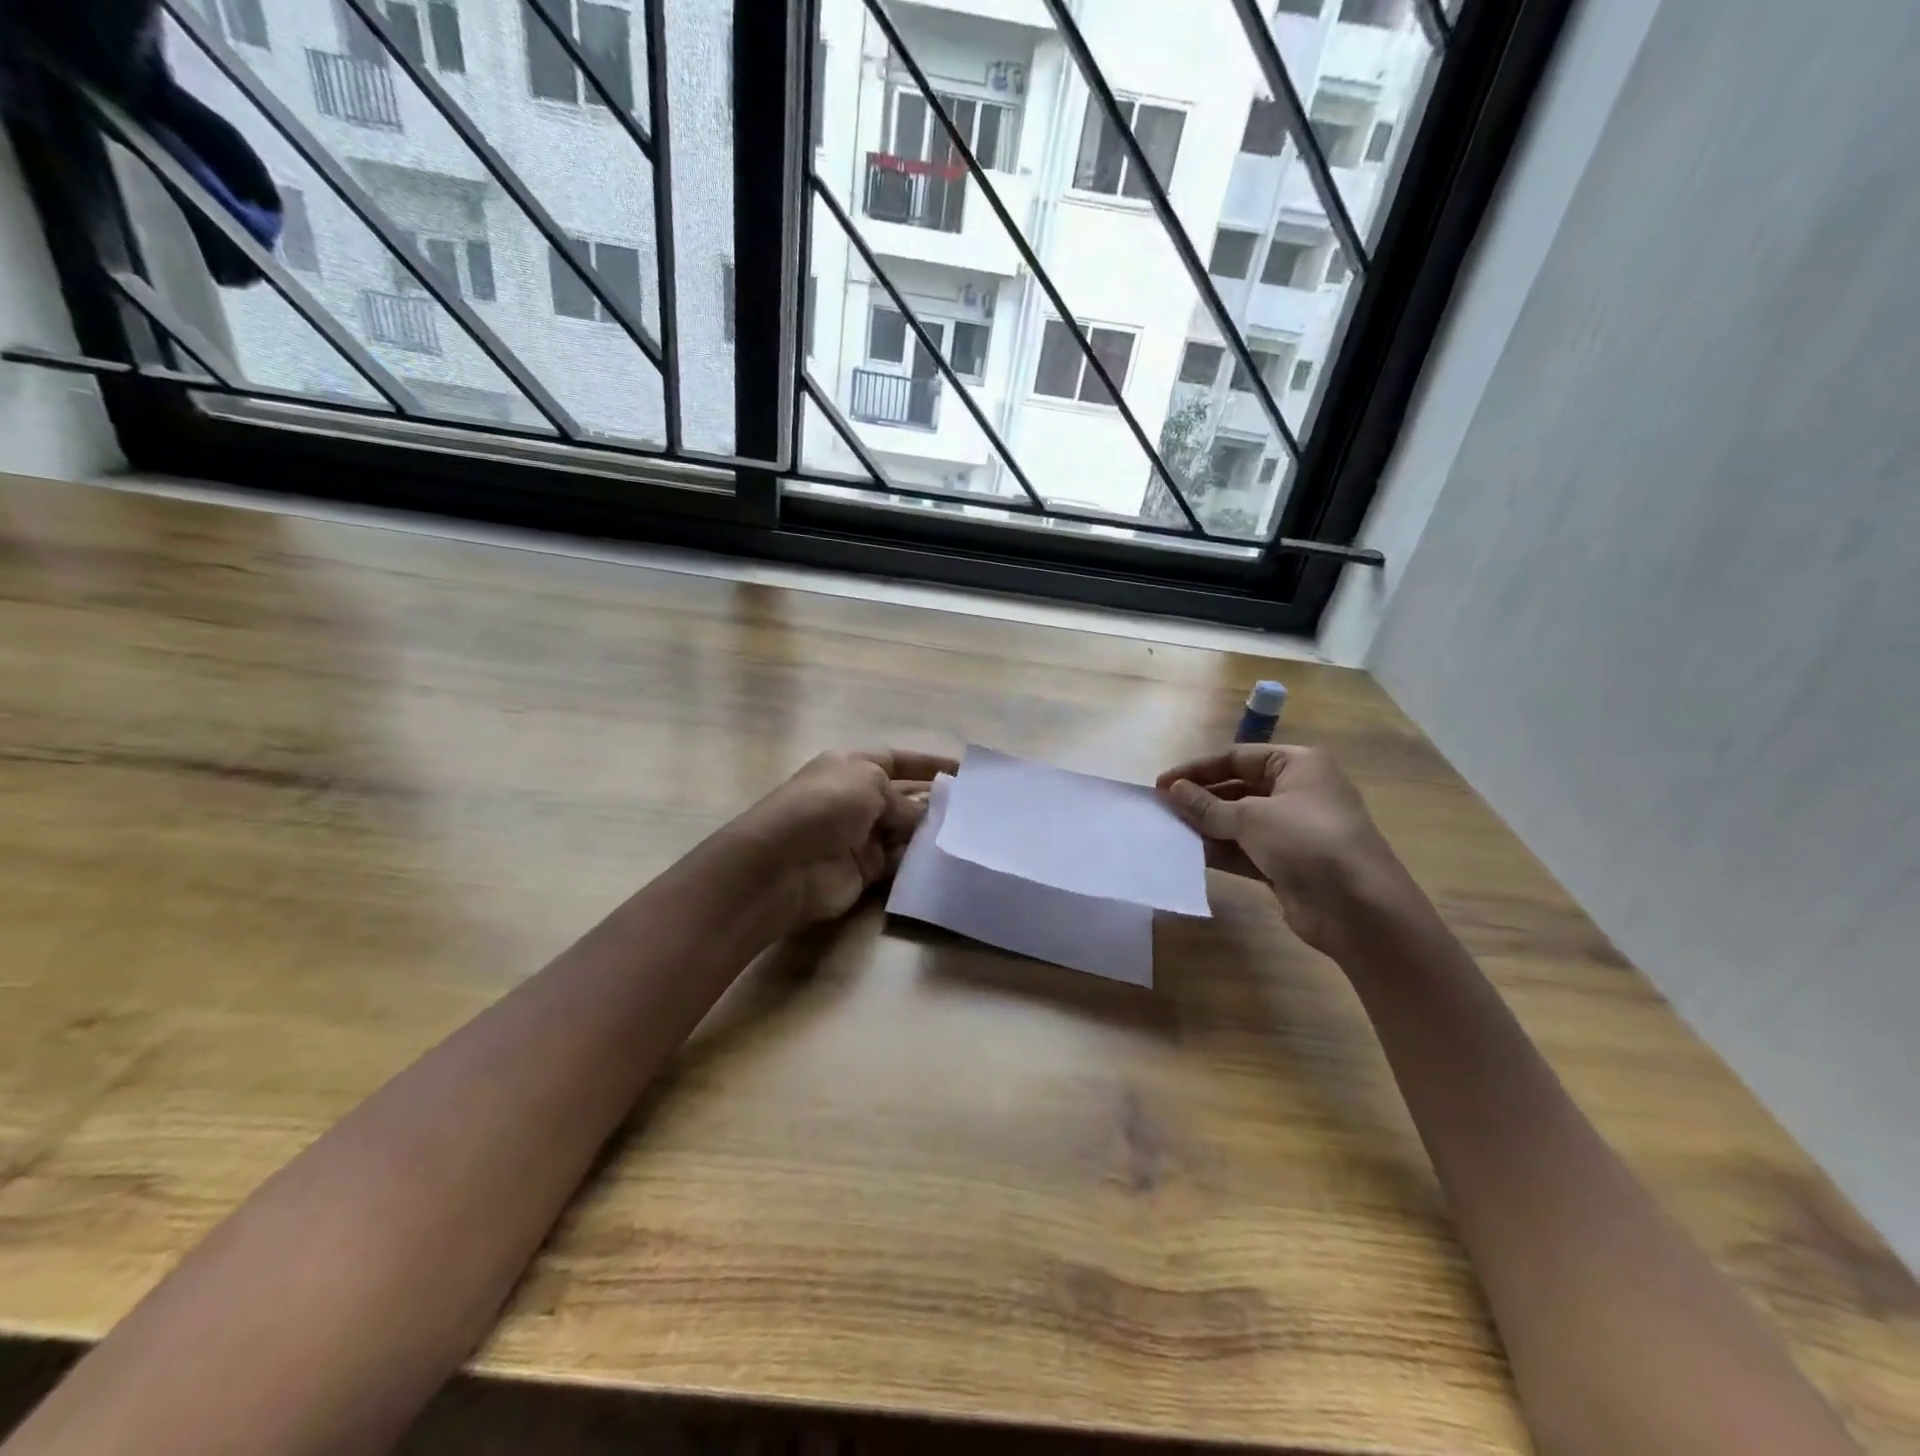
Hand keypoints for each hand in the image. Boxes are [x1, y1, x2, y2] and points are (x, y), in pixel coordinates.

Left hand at [729, 749, 955, 929]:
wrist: (784, 864)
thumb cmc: (825, 806)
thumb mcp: (868, 782)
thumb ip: (902, 798)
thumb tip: (921, 817)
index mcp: (851, 766)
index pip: (896, 760)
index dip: (927, 763)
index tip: (963, 769)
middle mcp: (856, 798)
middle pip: (903, 797)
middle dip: (935, 800)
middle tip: (976, 808)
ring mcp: (860, 836)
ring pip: (905, 831)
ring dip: (930, 832)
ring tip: (969, 833)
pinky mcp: (865, 870)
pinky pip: (899, 862)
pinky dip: (919, 861)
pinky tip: (946, 859)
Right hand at [1157, 745, 1407, 954]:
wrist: (1359, 908)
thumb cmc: (1307, 842)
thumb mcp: (1252, 817)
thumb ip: (1208, 806)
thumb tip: (1173, 790)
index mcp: (1297, 765)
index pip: (1237, 758)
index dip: (1197, 769)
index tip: (1162, 784)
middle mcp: (1297, 792)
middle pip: (1237, 788)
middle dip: (1200, 798)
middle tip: (1162, 809)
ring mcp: (1293, 830)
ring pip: (1239, 821)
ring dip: (1206, 826)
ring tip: (1168, 831)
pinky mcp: (1287, 864)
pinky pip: (1245, 850)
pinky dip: (1220, 851)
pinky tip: (1189, 854)